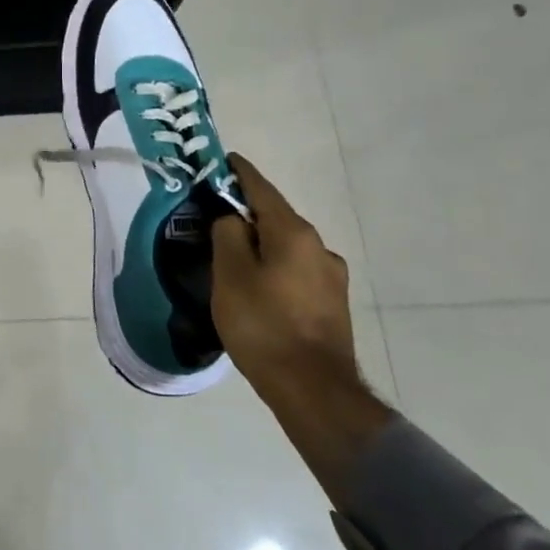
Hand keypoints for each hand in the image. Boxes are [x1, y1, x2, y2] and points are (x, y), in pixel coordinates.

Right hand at [210, 153, 391, 506]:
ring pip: (287, 246)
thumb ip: (227, 235)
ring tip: (234, 256)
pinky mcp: (333, 304)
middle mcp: (319, 246)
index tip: (223, 160)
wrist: (313, 390)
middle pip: (276, 217)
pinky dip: (275, 267)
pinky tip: (259, 286)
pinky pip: (296, 271)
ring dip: (263, 243)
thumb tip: (231, 218)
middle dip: (248, 212)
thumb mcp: (230, 274)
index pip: (261, 188)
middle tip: (216, 214)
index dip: (239, 172)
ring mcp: (331, 277)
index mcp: (293, 233)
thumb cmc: (263, 324)